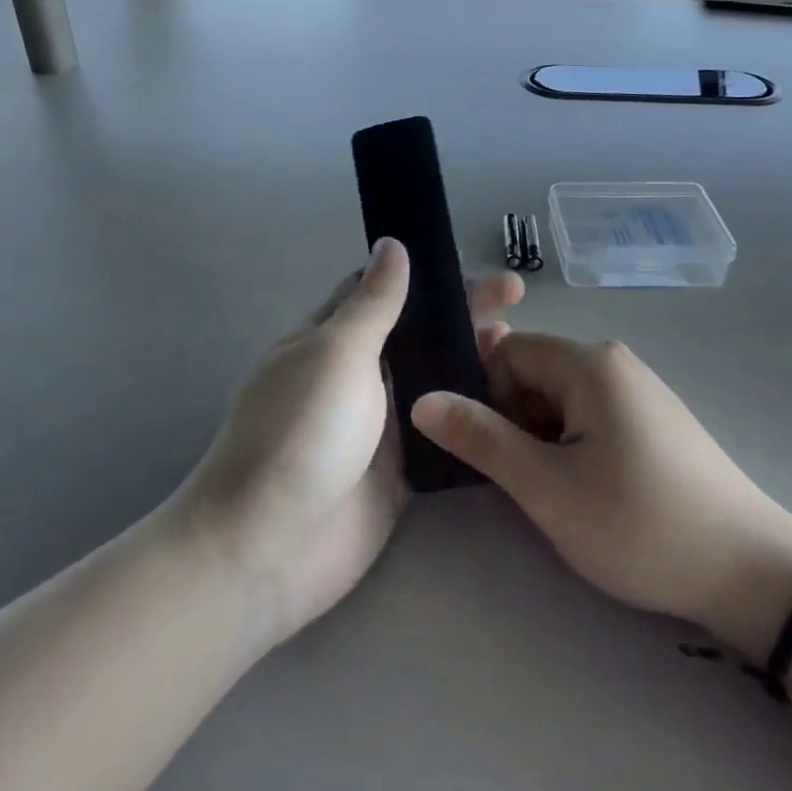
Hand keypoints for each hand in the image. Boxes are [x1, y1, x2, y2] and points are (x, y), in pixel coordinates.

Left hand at [174, 239, 522, 646]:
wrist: (271, 547)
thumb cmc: (300, 433)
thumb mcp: (336, 353)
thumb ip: (373, 303)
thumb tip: (391, 243)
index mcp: (330, 338)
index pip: (381, 291)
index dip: (427, 275)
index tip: (475, 265)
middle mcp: (355, 374)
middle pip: (415, 332)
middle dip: (461, 312)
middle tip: (517, 299)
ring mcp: (378, 423)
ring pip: (433, 379)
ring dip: (471, 360)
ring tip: (520, 349)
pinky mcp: (400, 467)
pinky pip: (441, 428)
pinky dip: (471, 412)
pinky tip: (511, 402)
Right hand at [411, 334, 791, 654]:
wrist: (749, 571)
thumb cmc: (638, 524)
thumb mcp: (547, 488)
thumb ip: (481, 439)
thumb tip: (422, 399)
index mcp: (588, 363)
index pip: (506, 352)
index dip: (485, 397)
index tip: (488, 452)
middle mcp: (612, 362)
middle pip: (532, 372)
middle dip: (511, 420)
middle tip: (517, 480)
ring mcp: (637, 389)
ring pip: (559, 398)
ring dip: (540, 437)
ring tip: (550, 493)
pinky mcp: (651, 418)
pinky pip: (589, 414)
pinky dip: (570, 444)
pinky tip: (583, 491)